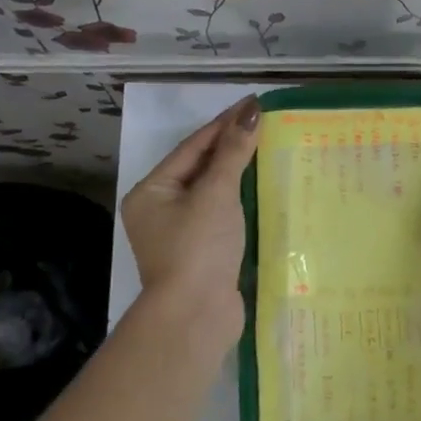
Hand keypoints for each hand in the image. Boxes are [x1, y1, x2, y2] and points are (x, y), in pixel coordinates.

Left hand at [121, 96, 259, 336]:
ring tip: (268, 150)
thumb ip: (233, 152)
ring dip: (238, 173)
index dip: (224, 123)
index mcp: (151, 192)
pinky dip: (240, 200)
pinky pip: (222, 214)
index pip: (192, 147)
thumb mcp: (216, 194)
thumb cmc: (198, 248)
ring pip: (212, 192)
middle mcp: (160, 210)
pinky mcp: (202, 253)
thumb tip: (251, 112)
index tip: (254, 104)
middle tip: (265, 124)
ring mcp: (180, 234)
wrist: (195, 316)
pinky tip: (263, 190)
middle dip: (231, 146)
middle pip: (199, 168)